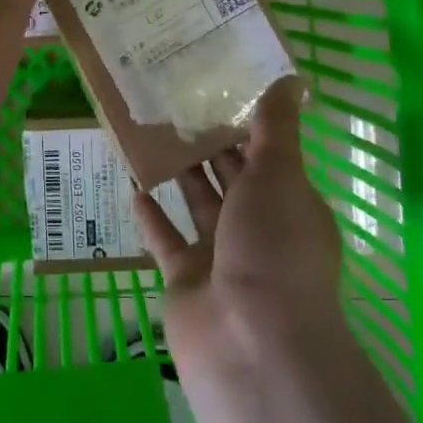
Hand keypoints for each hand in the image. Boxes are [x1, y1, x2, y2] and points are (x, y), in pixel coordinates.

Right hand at [134, 78, 342, 372]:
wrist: (251, 344)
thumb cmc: (272, 249)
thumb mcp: (279, 176)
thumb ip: (276, 128)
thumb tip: (291, 78)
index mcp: (289, 203)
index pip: (267, 154)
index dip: (244, 121)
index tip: (215, 85)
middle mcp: (258, 228)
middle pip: (230, 176)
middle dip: (207, 142)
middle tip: (173, 99)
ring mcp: (221, 256)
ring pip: (197, 203)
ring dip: (177, 172)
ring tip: (149, 131)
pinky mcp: (186, 279)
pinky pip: (166, 239)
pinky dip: (151, 216)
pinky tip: (131, 184)